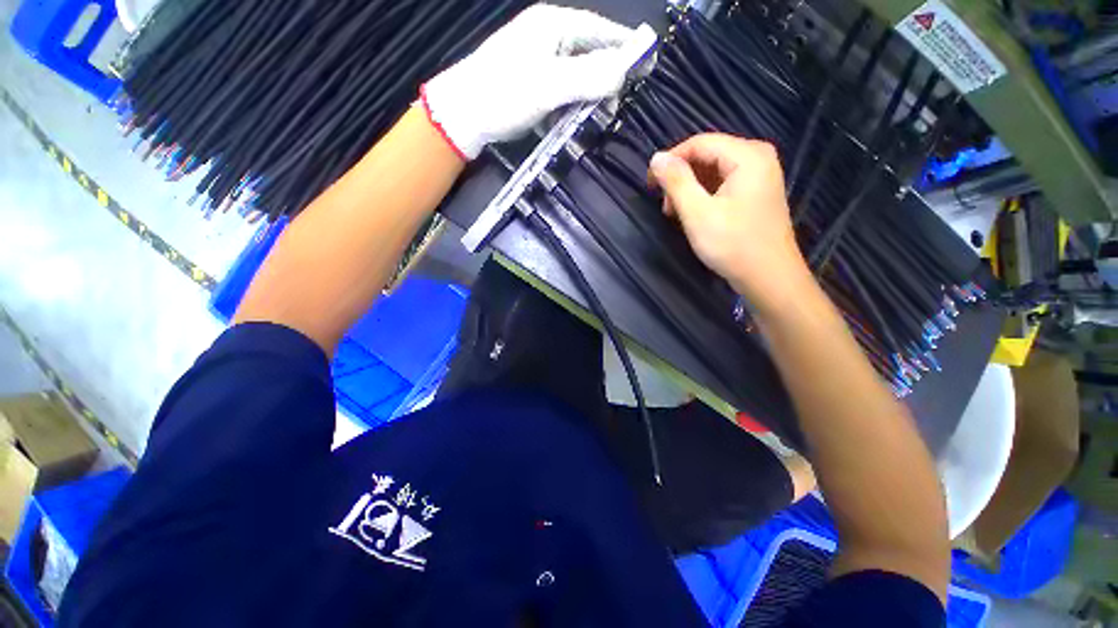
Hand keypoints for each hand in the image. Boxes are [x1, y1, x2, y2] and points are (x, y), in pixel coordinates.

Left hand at [421, 5, 654, 159]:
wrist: (463, 115)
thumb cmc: (504, 94)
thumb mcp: (549, 85)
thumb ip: (588, 77)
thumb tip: (623, 74)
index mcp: (553, 26)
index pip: (600, 31)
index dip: (625, 47)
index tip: (647, 63)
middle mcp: (547, 37)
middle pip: (589, 54)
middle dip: (606, 78)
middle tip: (616, 103)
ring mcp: (537, 61)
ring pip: (576, 76)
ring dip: (588, 96)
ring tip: (596, 116)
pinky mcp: (531, 83)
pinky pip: (561, 91)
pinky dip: (570, 105)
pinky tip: (571, 119)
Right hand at [648, 134, 810, 308]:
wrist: (769, 278)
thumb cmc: (732, 245)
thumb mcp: (697, 213)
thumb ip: (676, 182)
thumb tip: (656, 157)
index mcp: (747, 155)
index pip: (700, 143)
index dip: (671, 160)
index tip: (650, 184)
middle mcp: (757, 158)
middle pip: (707, 155)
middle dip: (681, 178)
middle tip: (666, 207)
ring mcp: (760, 176)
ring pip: (713, 172)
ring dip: (690, 190)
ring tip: (677, 215)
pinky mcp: (756, 193)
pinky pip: (723, 184)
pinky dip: (704, 197)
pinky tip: (694, 216)